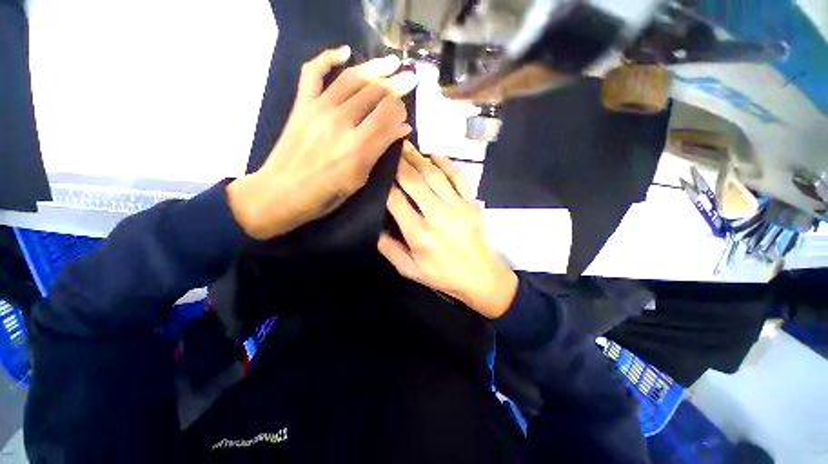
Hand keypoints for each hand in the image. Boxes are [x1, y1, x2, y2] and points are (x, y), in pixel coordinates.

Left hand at [227, 46, 417, 239]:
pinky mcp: (302, 104)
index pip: (388, 115)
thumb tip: (402, 129)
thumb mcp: (360, 179)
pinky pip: (314, 72)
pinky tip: (345, 52)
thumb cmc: (326, 194)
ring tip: (392, 61)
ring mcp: (319, 109)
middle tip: (409, 79)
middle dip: (396, 85)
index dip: (401, 109)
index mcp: (358, 148)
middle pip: (375, 93)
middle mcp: (341, 123)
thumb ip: (380, 150)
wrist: (282, 192)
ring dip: (375, 67)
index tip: (405, 113)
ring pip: (352, 79)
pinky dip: (329, 57)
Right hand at [379, 142, 517, 318]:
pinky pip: (458, 177)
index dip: (386, 185)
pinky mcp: (471, 203)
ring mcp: (458, 206)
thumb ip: (390, 250)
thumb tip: (377, 228)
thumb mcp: (411, 271)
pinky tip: (433, 155)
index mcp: (420, 235)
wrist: (481, 277)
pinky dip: (446, 163)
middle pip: (415, 182)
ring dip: (419, 158)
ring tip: (407, 147)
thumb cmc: (443, 276)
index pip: (396, 201)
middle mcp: (438, 216)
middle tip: (390, 150)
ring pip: (435, 175)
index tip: (379, 174)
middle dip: (400, 163)